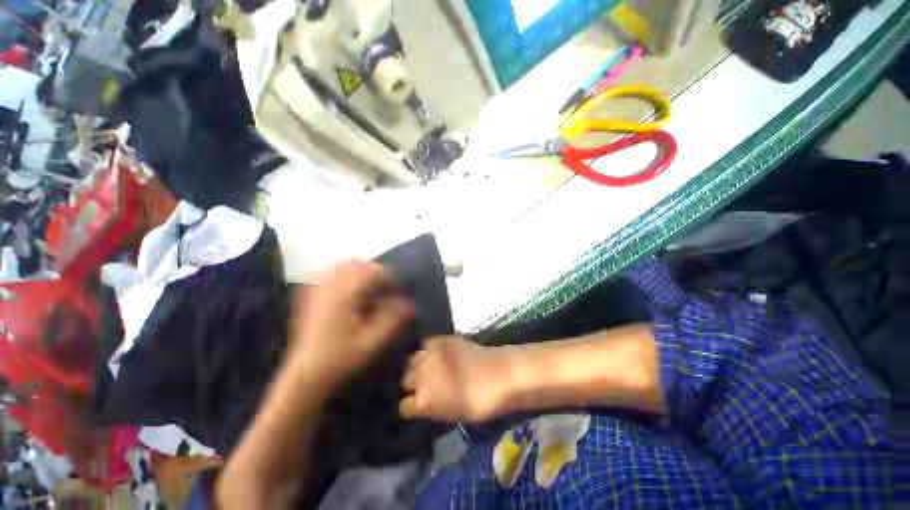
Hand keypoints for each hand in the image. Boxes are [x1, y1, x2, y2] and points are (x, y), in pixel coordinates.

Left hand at [289, 260, 413, 395]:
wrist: (305, 375)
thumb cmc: (340, 359)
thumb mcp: (373, 342)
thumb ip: (394, 319)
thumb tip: (412, 301)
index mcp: (344, 295)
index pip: (374, 271)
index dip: (392, 275)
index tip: (403, 286)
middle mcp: (328, 285)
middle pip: (358, 263)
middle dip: (377, 271)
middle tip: (389, 287)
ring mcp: (316, 287)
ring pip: (344, 264)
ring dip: (362, 270)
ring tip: (373, 286)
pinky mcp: (310, 293)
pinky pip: (331, 271)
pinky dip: (346, 273)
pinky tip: (352, 289)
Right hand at [400, 336, 512, 422]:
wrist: (500, 375)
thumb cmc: (480, 402)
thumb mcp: (453, 415)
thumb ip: (432, 409)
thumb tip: (420, 404)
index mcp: (424, 400)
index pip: (404, 406)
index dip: (410, 406)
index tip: (415, 405)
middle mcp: (422, 375)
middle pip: (405, 378)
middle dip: (411, 382)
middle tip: (422, 384)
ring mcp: (431, 354)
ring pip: (412, 359)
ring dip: (417, 364)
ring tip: (426, 367)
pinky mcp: (442, 339)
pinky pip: (426, 343)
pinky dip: (428, 348)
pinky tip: (435, 352)